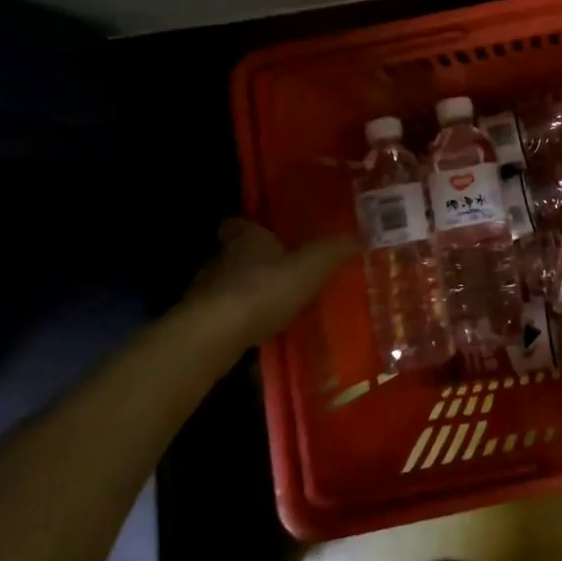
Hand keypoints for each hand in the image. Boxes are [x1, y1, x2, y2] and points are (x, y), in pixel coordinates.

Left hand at [176, 220, 357, 346]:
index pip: (239, 224)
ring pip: (226, 286)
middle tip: (278, 269)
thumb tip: (362, 235)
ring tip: (271, 304)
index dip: (249, 227)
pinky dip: (237, 321)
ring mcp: (205, 293)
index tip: (260, 231)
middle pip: (233, 254)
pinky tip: (256, 331)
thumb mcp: (311, 267)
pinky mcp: (199, 325)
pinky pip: (222, 317)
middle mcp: (220, 260)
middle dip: (252, 261)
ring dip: (244, 293)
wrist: (213, 336)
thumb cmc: (264, 289)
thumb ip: (334, 251)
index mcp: (246, 239)